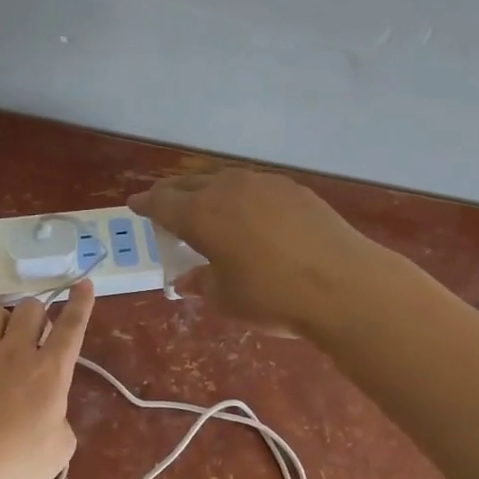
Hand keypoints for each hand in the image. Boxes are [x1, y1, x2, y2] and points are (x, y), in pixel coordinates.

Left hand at [0, 281, 94, 478]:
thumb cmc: (16, 464)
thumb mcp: (60, 450)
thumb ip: (61, 422)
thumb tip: (51, 414)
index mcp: (51, 371)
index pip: (72, 327)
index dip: (80, 303)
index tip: (84, 283)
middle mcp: (16, 353)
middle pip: (31, 308)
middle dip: (37, 315)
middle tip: (36, 336)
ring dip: (0, 319)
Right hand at [130, 169, 378, 334]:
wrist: (343, 285)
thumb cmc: (272, 297)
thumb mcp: (226, 298)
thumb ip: (202, 282)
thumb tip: (187, 280)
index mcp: (201, 214)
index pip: (162, 203)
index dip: (145, 204)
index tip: (135, 205)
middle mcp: (228, 189)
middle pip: (190, 184)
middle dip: (173, 194)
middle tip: (166, 206)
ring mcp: (264, 184)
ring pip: (224, 180)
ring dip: (208, 192)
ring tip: (207, 207)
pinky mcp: (294, 188)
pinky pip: (254, 186)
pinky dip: (241, 196)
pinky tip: (249, 214)